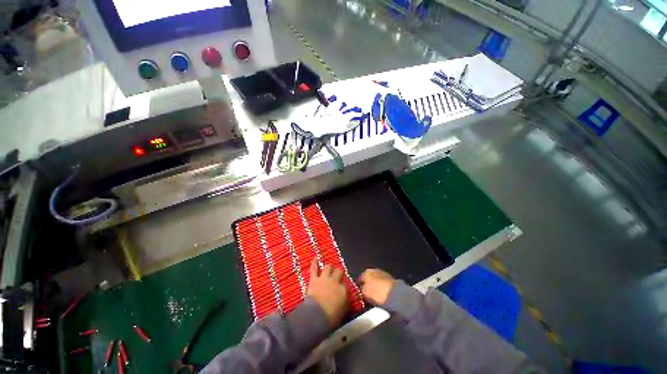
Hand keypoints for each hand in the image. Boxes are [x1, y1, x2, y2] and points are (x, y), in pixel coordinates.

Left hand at [307, 259, 347, 326]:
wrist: (316, 315)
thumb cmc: (331, 317)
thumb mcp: (343, 311)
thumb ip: (345, 303)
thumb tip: (346, 300)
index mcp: (343, 290)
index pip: (345, 284)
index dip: (343, 285)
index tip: (342, 288)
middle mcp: (335, 281)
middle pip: (338, 272)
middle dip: (338, 272)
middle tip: (338, 274)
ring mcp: (324, 278)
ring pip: (328, 267)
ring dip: (329, 267)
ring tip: (329, 267)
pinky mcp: (314, 279)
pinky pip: (314, 269)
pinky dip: (314, 263)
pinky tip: (315, 258)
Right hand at [359, 269, 395, 305]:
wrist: (395, 294)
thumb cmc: (377, 292)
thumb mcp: (364, 292)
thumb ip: (361, 289)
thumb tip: (362, 289)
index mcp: (366, 271)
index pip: (360, 278)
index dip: (359, 285)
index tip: (359, 292)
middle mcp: (375, 270)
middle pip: (369, 278)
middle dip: (368, 285)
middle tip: (367, 294)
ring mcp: (384, 274)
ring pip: (377, 281)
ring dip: (375, 286)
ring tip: (374, 296)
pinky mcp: (391, 280)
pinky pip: (383, 285)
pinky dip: (382, 289)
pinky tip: (382, 295)